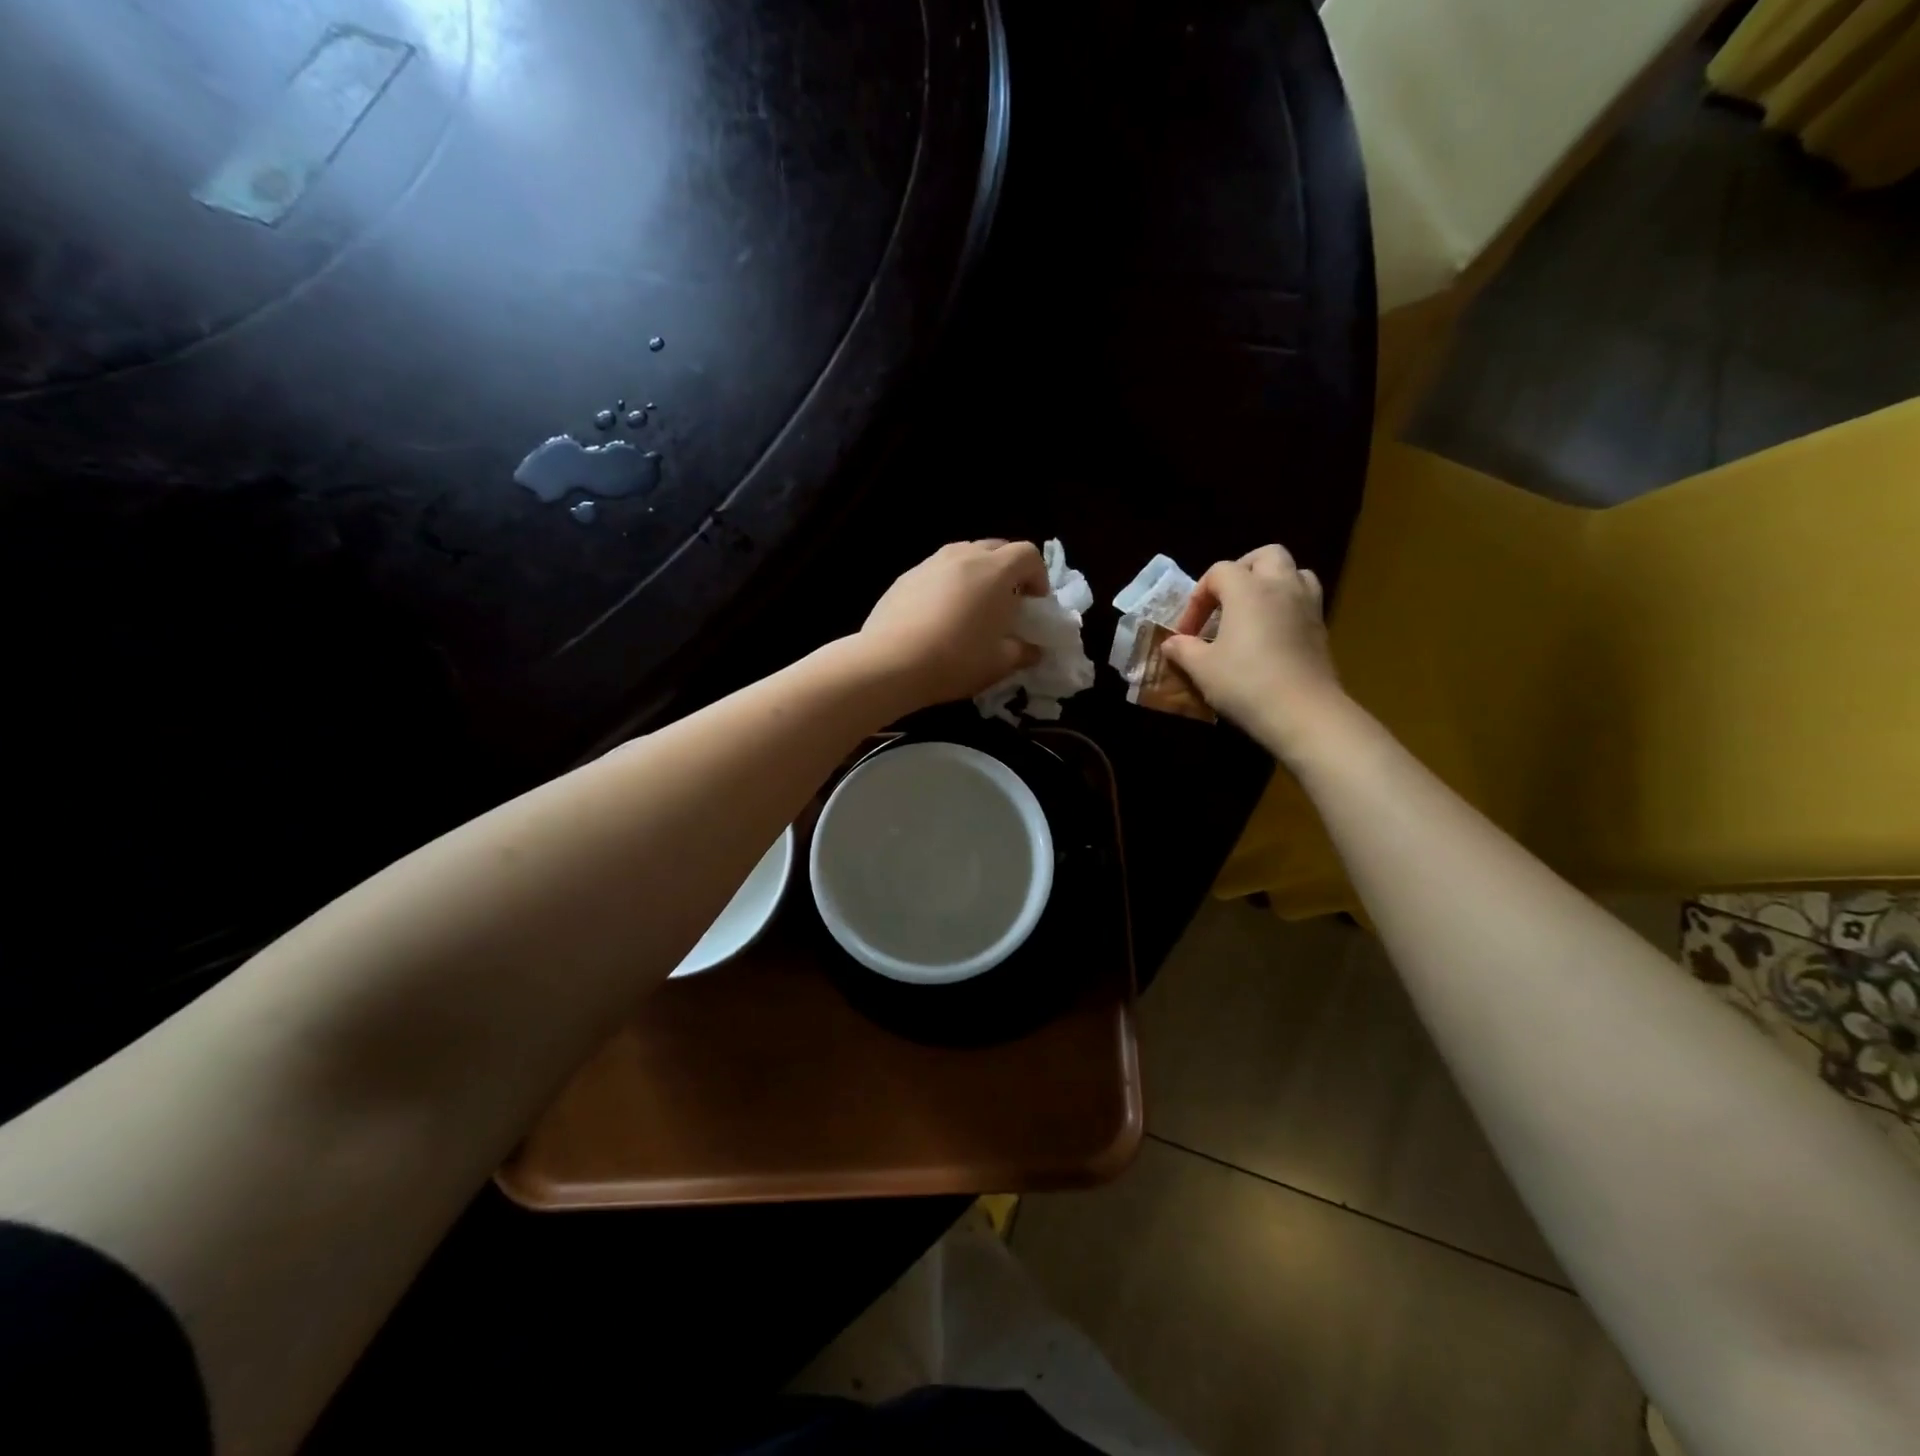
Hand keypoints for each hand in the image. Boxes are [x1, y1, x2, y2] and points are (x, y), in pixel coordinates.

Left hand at [857, 540, 1047, 709]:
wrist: (890, 663)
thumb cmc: (955, 660)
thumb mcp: (999, 664)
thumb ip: (1023, 652)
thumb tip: (1033, 650)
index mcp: (995, 571)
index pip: (1028, 554)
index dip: (1038, 576)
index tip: (1034, 603)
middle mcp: (964, 556)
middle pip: (996, 548)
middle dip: (1008, 571)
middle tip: (1006, 603)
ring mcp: (930, 563)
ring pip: (964, 556)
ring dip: (977, 574)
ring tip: (972, 607)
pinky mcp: (905, 577)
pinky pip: (937, 571)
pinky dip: (948, 584)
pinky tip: (939, 615)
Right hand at [1160, 545, 1349, 762]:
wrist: (1302, 712)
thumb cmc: (1245, 683)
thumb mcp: (1201, 668)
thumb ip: (1183, 649)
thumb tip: (1171, 643)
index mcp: (1247, 589)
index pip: (1219, 572)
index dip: (1198, 597)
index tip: (1188, 631)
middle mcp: (1281, 586)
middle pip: (1266, 556)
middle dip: (1242, 571)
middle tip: (1225, 600)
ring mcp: (1307, 605)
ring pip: (1294, 573)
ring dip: (1272, 583)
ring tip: (1253, 611)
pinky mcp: (1322, 628)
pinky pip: (1304, 601)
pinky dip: (1287, 607)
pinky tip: (1272, 635)